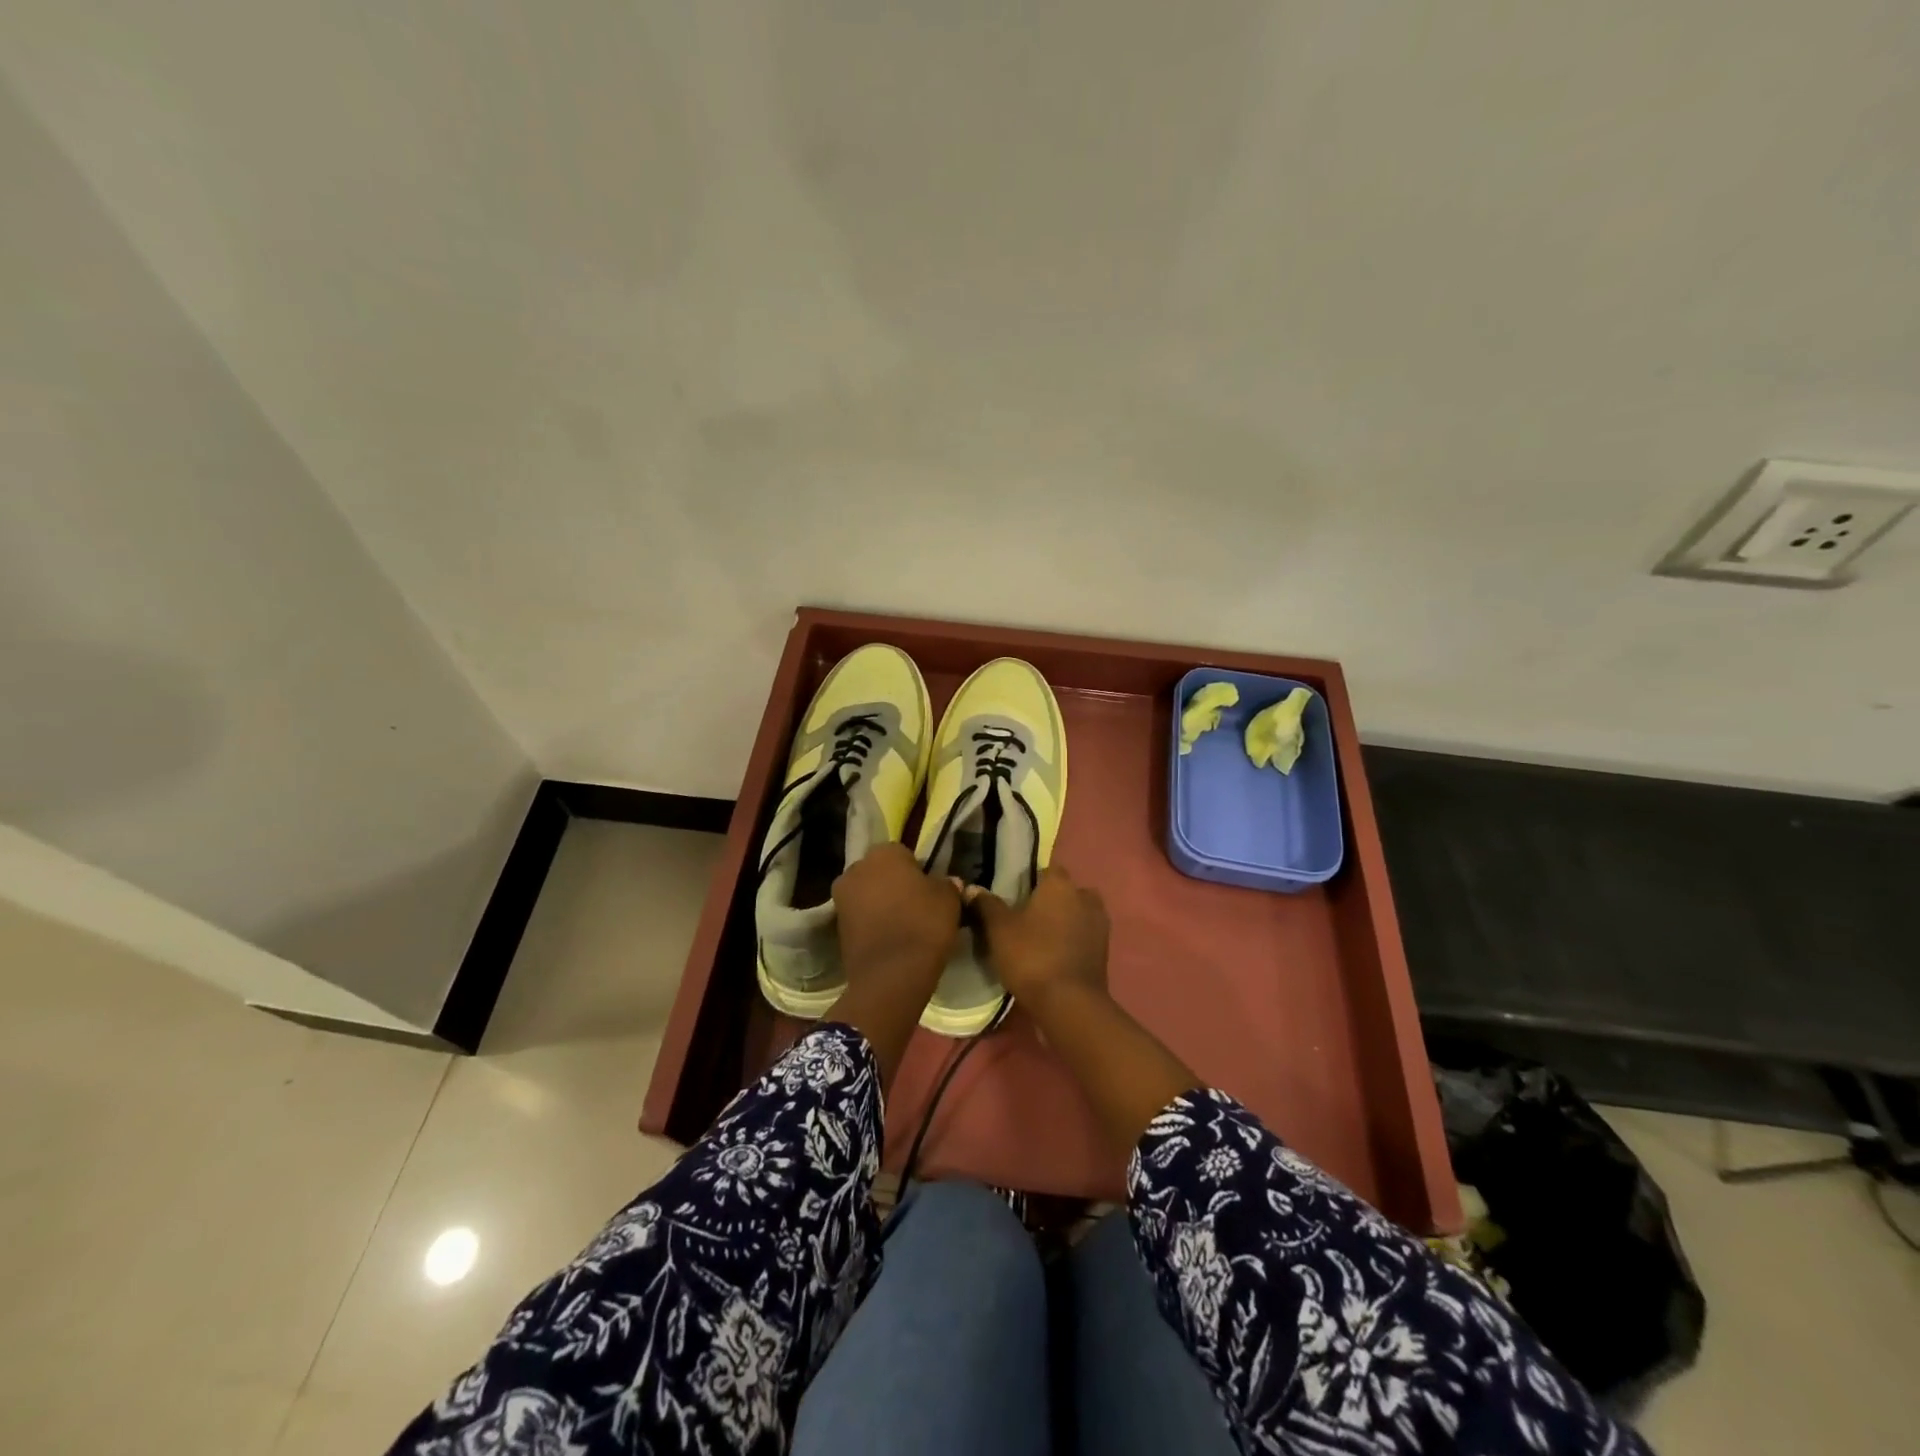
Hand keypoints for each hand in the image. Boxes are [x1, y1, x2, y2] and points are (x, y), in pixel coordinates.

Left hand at [833, 842, 960, 1006]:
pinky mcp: (836, 927)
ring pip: (868, 895)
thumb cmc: (923, 924)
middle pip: (880, 872)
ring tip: (904, 926)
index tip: (929, 890)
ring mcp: (841, 898)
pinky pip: (860, 918)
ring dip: (881, 905)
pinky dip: (872, 924)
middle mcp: (856, 868)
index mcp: (883, 853)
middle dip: (894, 885)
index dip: (917, 871)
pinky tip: (890, 940)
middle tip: (917, 906)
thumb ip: (947, 884)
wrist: (890, 975)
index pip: (903, 853)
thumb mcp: (949, 899)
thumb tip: (947, 882)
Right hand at [963, 867, 1109, 1020]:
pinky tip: (1055, 956)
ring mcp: (1100, 924)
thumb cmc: (1031, 956)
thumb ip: (986, 905)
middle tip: (1027, 918)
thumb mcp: (998, 930)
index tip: (1015, 895)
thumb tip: (973, 888)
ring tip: (1041, 939)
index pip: (1046, 869)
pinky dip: (1073, 941)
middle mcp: (1085, 897)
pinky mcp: (1105, 951)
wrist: (1069, 1003)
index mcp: (1060, 884)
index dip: (1031, 881)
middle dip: (1051, 901)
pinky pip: (1085, 936)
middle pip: (1066, 891)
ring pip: (1078, 913)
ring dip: (1065, 921)